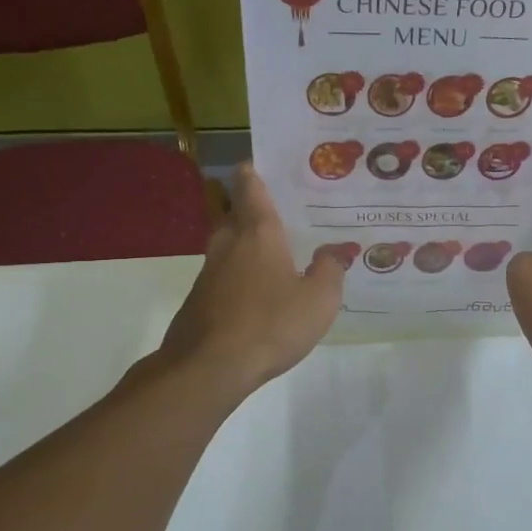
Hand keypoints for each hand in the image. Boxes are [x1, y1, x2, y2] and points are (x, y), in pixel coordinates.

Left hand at [156, 165, 343, 398]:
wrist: (209, 367)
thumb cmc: (270, 324)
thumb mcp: (319, 300)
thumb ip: (330, 271)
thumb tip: (332, 253)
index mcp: (258, 234)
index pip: (251, 188)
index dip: (254, 172)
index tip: (261, 163)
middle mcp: (229, 244)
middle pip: (234, 213)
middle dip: (251, 208)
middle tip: (280, 210)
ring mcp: (209, 273)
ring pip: (228, 245)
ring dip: (246, 243)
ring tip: (274, 252)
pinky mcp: (200, 300)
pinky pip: (224, 275)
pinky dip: (240, 274)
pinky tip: (259, 293)